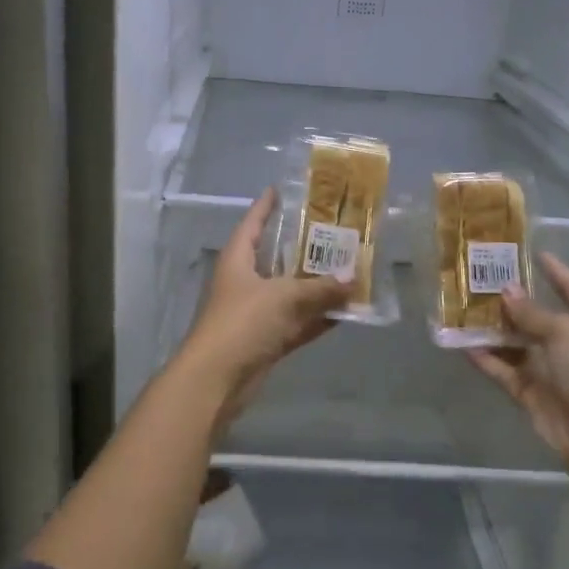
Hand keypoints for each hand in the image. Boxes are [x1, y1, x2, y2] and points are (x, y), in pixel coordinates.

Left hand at [179, 188, 349, 421]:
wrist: (217, 379)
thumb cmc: (243, 322)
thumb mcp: (284, 297)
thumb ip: (319, 288)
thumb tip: (352, 279)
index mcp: (238, 260)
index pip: (252, 224)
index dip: (266, 206)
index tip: (282, 189)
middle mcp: (245, 282)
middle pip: (276, 257)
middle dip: (303, 247)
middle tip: (334, 230)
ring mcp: (255, 313)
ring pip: (291, 293)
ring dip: (316, 286)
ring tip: (349, 269)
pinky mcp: (266, 340)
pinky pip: (297, 323)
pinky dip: (318, 319)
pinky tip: (345, 312)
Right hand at [467, 252, 568, 476]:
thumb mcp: (565, 332)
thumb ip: (532, 312)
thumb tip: (507, 290)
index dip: (557, 272)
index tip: (535, 254)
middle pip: (540, 317)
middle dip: (514, 301)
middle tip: (482, 280)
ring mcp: (552, 370)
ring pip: (518, 344)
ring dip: (495, 330)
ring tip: (464, 309)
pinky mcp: (532, 394)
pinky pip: (505, 371)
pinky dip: (486, 359)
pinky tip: (463, 345)